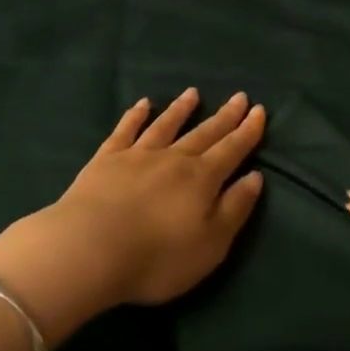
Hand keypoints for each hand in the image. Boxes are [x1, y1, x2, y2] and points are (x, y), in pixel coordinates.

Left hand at [0, 90, 265, 343]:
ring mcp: (138, 155)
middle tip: (239, 97)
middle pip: (204, 133)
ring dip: (181, 109)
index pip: (231, 150)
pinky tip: (143, 104)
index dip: (248, 132)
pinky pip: (125, 130)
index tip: (259, 111)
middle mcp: (173, 159)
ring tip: (193, 93)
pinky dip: (135, 116)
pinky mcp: (106, 159)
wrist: (90, 249)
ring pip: (166, 125)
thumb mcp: (211, 244)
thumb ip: (234, 209)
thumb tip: (255, 177)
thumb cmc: (157, 257)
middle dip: (224, 116)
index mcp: (202, 179)